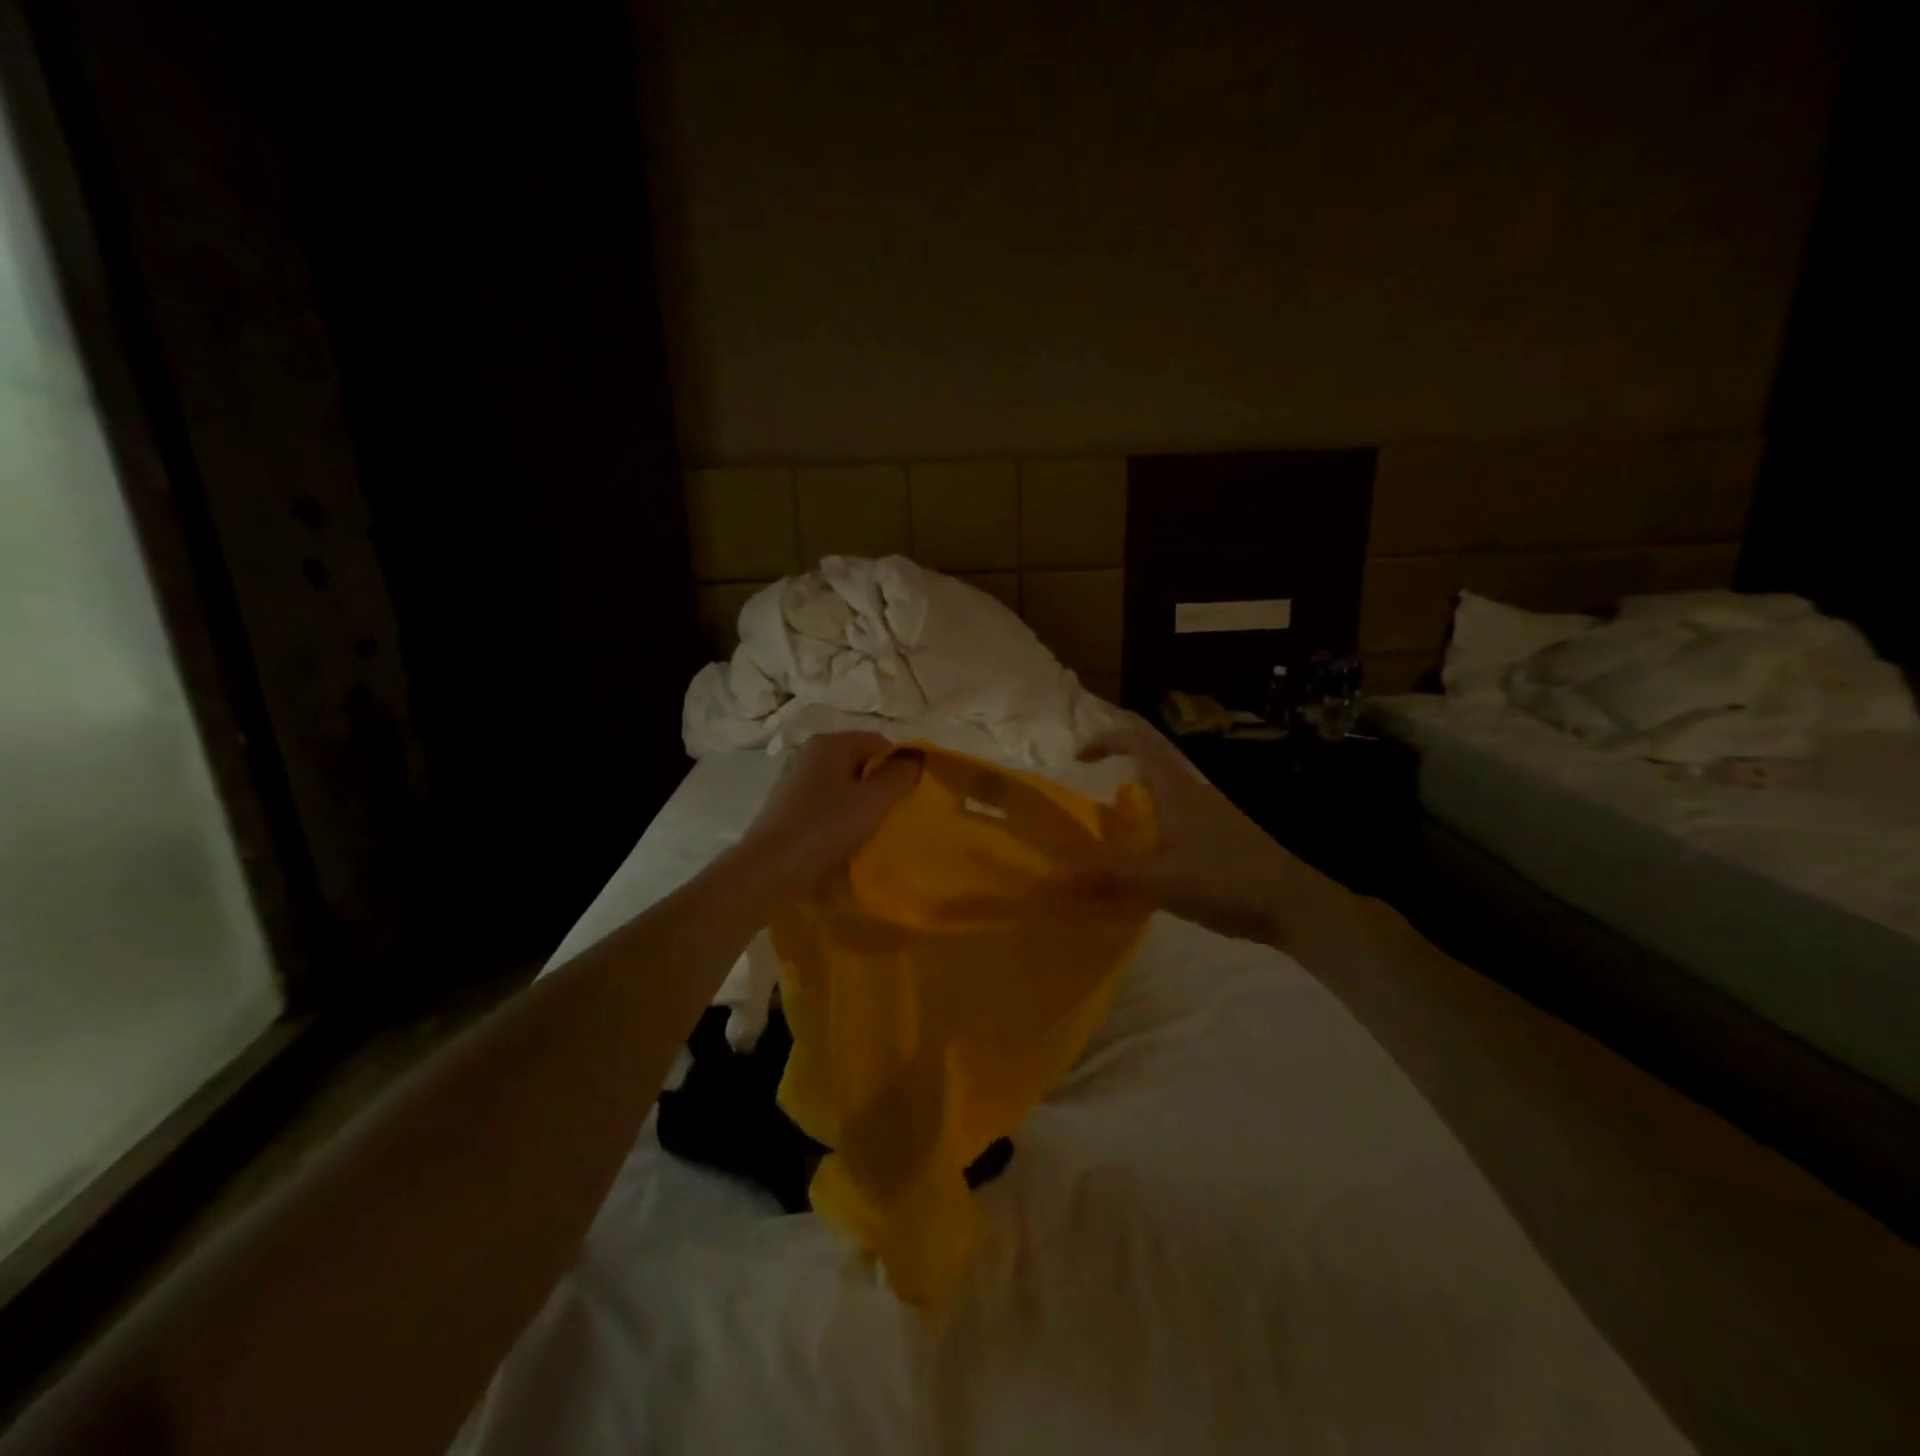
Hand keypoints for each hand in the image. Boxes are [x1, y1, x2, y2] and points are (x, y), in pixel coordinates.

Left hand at [735, 732, 919, 889]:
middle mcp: (809, 753)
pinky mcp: (786, 805)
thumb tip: (914, 757)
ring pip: (842, 783)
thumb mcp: (875, 800)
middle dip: (879, 784)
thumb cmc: (828, 826)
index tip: (908, 795)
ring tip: (869, 828)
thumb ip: (900, 774)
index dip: (899, 765)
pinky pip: (825, 801)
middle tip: (892, 813)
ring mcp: (794, 778)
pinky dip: (839, 814)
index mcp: (830, 742)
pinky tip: (843, 836)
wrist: (772, 868)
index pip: (879, 742)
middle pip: (859, 760)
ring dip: (860, 801)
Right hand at [1079, 716, 1314, 944]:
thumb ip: (1109, 877)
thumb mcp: (1162, 882)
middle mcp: (1195, 791)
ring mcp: (1214, 812)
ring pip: (1167, 790)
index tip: (1079, 758)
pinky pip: (1180, 815)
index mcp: (1178, 790)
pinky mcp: (1225, 834)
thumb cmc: (1226, 882)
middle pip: (1153, 761)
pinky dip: (1156, 824)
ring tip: (1116, 836)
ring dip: (1138, 800)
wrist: (1295, 905)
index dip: (1106, 739)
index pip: (1139, 740)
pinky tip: (1153, 860)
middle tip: (1093, 802)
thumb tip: (1056, 876)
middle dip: (1119, 769)